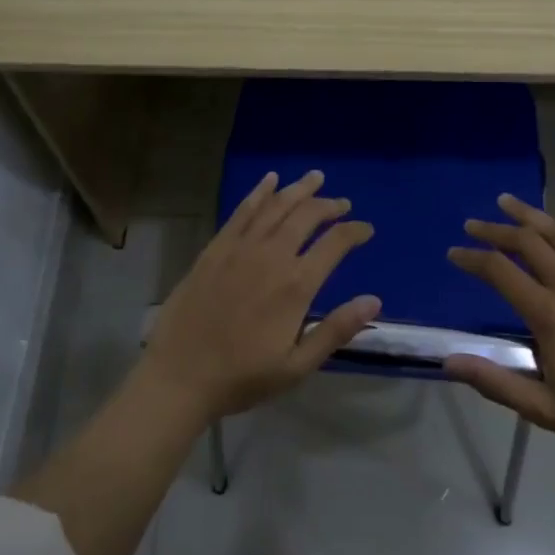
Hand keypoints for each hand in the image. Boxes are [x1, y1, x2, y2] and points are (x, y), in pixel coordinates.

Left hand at [140, 170, 379, 423]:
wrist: (180, 376)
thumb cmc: (242, 377)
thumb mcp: (297, 366)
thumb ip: (336, 330)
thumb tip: (373, 299)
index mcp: (296, 285)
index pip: (334, 244)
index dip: (354, 232)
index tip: (366, 229)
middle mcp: (271, 256)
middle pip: (307, 216)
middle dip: (329, 206)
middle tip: (343, 203)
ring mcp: (240, 247)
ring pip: (276, 206)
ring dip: (299, 190)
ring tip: (316, 178)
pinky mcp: (215, 248)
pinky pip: (242, 211)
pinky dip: (259, 192)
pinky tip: (270, 180)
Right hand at [444, 182, 554, 462]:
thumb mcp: (542, 408)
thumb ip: (495, 382)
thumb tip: (449, 361)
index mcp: (550, 317)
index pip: (501, 272)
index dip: (472, 259)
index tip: (453, 253)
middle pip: (527, 243)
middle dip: (495, 231)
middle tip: (471, 225)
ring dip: (530, 214)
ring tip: (505, 201)